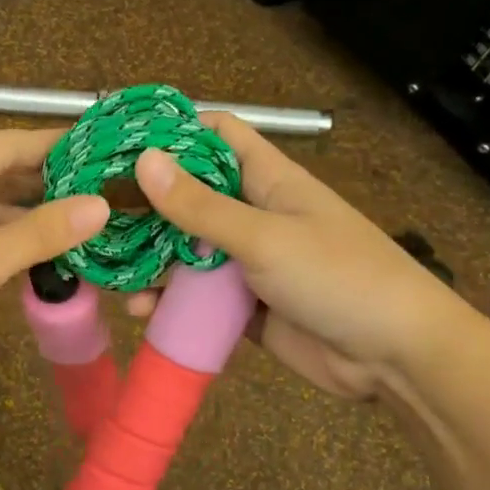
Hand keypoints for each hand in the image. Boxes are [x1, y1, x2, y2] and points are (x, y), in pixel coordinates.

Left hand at [0, 130, 108, 390]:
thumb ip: (41, 231)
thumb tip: (100, 206)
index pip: (3, 144)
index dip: (54, 145)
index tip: (102, 147)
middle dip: (45, 184)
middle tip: (102, 188)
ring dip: (28, 219)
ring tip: (84, 221)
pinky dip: (5, 246)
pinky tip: (43, 255)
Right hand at [128, 113, 476, 399]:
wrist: (395, 358)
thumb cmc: (338, 277)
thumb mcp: (264, 237)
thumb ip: (201, 207)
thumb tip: (143, 160)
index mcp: (268, 180)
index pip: (217, 135)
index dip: (173, 131)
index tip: (120, 141)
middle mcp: (254, 214)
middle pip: (192, 196)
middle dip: (147, 203)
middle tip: (94, 212)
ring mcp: (249, 263)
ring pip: (188, 250)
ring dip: (151, 258)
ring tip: (106, 266)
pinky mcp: (244, 307)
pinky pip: (198, 297)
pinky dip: (170, 301)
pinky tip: (141, 310)